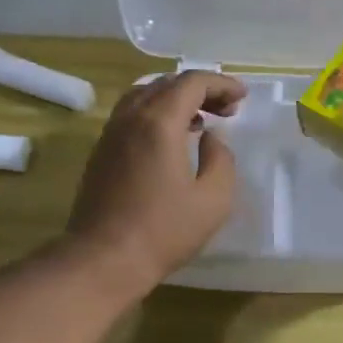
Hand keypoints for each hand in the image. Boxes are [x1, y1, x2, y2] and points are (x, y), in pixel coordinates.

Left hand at [67, 70, 245, 292]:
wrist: (104, 259)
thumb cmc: (164, 231)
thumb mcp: (213, 200)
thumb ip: (221, 160)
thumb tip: (210, 140)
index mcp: (159, 122)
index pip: (192, 82)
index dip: (221, 84)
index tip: (242, 98)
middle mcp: (130, 118)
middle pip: (166, 84)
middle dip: (200, 90)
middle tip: (227, 110)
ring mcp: (110, 135)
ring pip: (144, 96)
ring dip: (175, 100)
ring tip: (199, 121)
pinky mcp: (100, 154)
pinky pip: (130, 116)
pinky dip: (155, 114)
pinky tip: (170, 141)